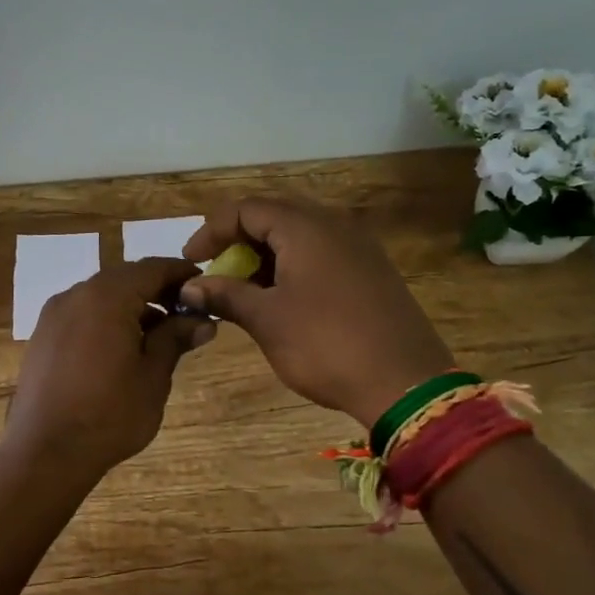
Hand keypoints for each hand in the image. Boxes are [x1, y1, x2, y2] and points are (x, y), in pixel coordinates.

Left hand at [0, 257, 216, 479]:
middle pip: (124, 279)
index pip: (151, 268)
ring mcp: (54, 315)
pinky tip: (122, 350)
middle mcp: (76, 294)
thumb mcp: (153, 376)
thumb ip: (175, 339)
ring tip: (159, 337)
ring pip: (101, 296)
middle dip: (157, 291)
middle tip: (186, 315)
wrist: (45, 452)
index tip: (205, 288)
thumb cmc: (109, 414)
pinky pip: (82, 314)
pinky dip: (106, 320)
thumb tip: (202, 320)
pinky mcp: (43, 336)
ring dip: (131, 306)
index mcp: (106, 296)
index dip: (181, 274)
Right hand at [179, 199, 453, 430]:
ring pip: (299, 236)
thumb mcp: (266, 320)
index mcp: (306, 228)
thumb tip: (189, 287)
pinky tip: (281, 299)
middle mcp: (335, 226)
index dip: (211, 231)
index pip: (246, 209)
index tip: (191, 261)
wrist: (405, 385)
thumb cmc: (325, 345)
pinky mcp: (372, 273)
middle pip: (274, 216)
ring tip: (243, 289)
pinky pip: (321, 254)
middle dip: (237, 241)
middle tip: (216, 271)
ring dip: (264, 256)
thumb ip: (225, 295)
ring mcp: (359, 249)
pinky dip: (292, 267)